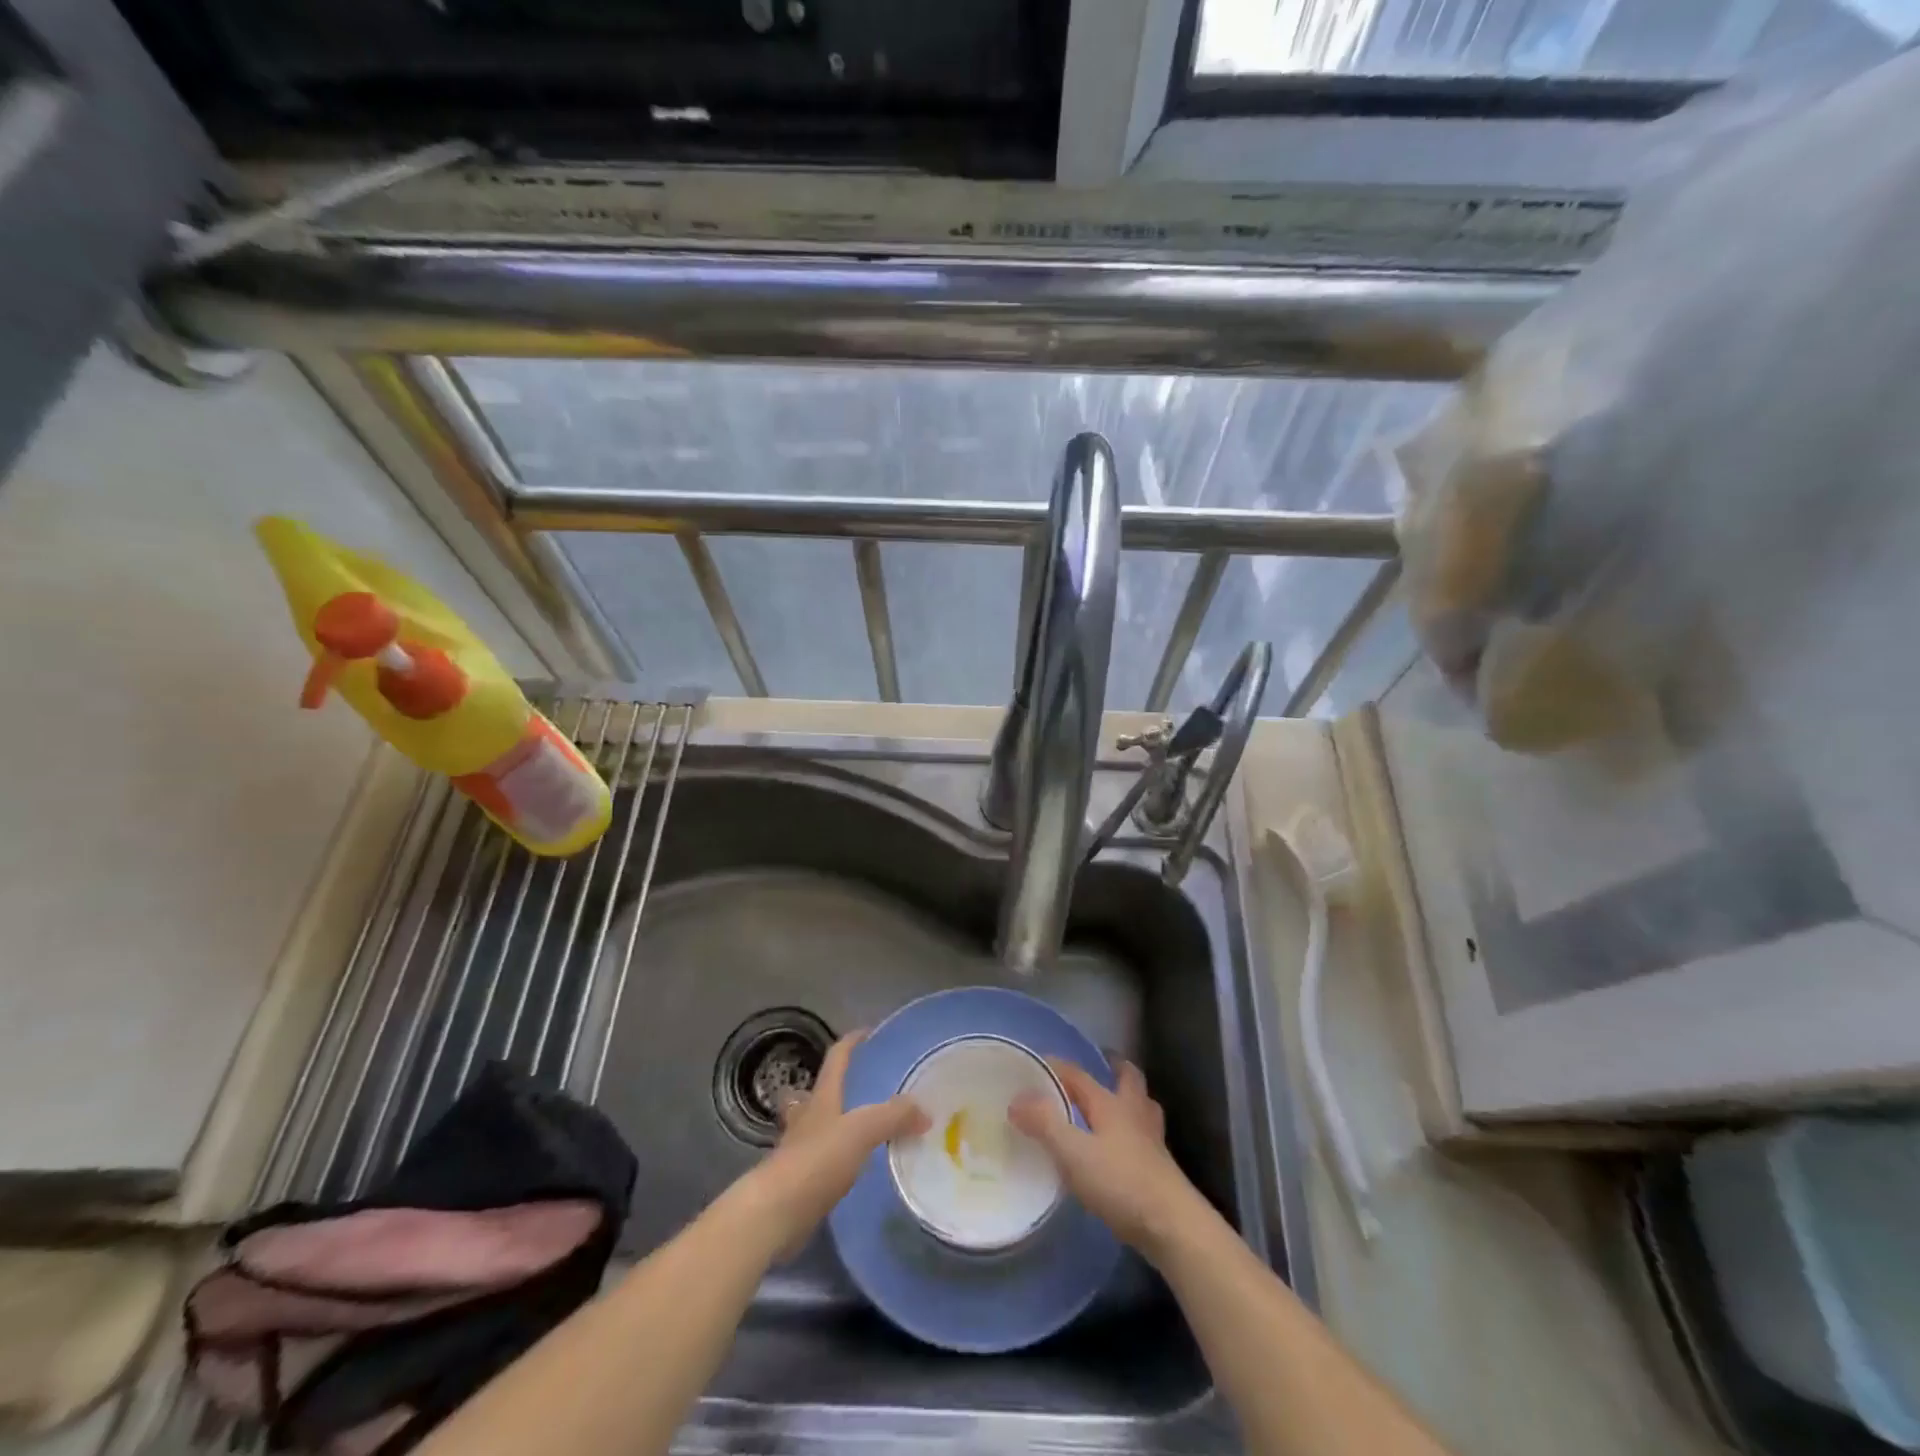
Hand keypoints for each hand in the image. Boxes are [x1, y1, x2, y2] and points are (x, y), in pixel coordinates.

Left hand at [746, 1031, 927, 1258]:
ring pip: (819, 1125)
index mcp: (822, 1097)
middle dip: (839, 1085)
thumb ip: (894, 1116)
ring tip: (866, 1127)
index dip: (852, 1041)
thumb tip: (925, 1112)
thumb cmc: (817, 1159)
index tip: (870, 1032)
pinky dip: (838, 1157)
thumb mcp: (863, 1130)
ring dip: (837, 1122)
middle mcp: (807, 1116)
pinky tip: (856, 1167)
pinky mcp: (799, 1180)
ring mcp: (799, 1148)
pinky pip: (822, 1158)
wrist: (777, 1212)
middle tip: (867, 1087)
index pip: (837, 1057)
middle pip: (821, 1091)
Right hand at [1009, 1058, 1204, 1261]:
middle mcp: (1133, 1112)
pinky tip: (1120, 1146)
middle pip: (1127, 1078)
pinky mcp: (1159, 1166)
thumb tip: (1017, 1099)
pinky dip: (1131, 1130)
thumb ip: (1044, 1123)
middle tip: (1096, 1067)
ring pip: (1141, 1105)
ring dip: (1126, 1098)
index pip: (1079, 1075)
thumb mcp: (1073, 1152)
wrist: (1172, 1225)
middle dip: (1112, 1068)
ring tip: (1110, 1104)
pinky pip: (1143, 1134)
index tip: (1035, 1065)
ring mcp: (1151, 1139)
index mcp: (1110, 1103)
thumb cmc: (1120, 1182)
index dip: (1056, 1067)